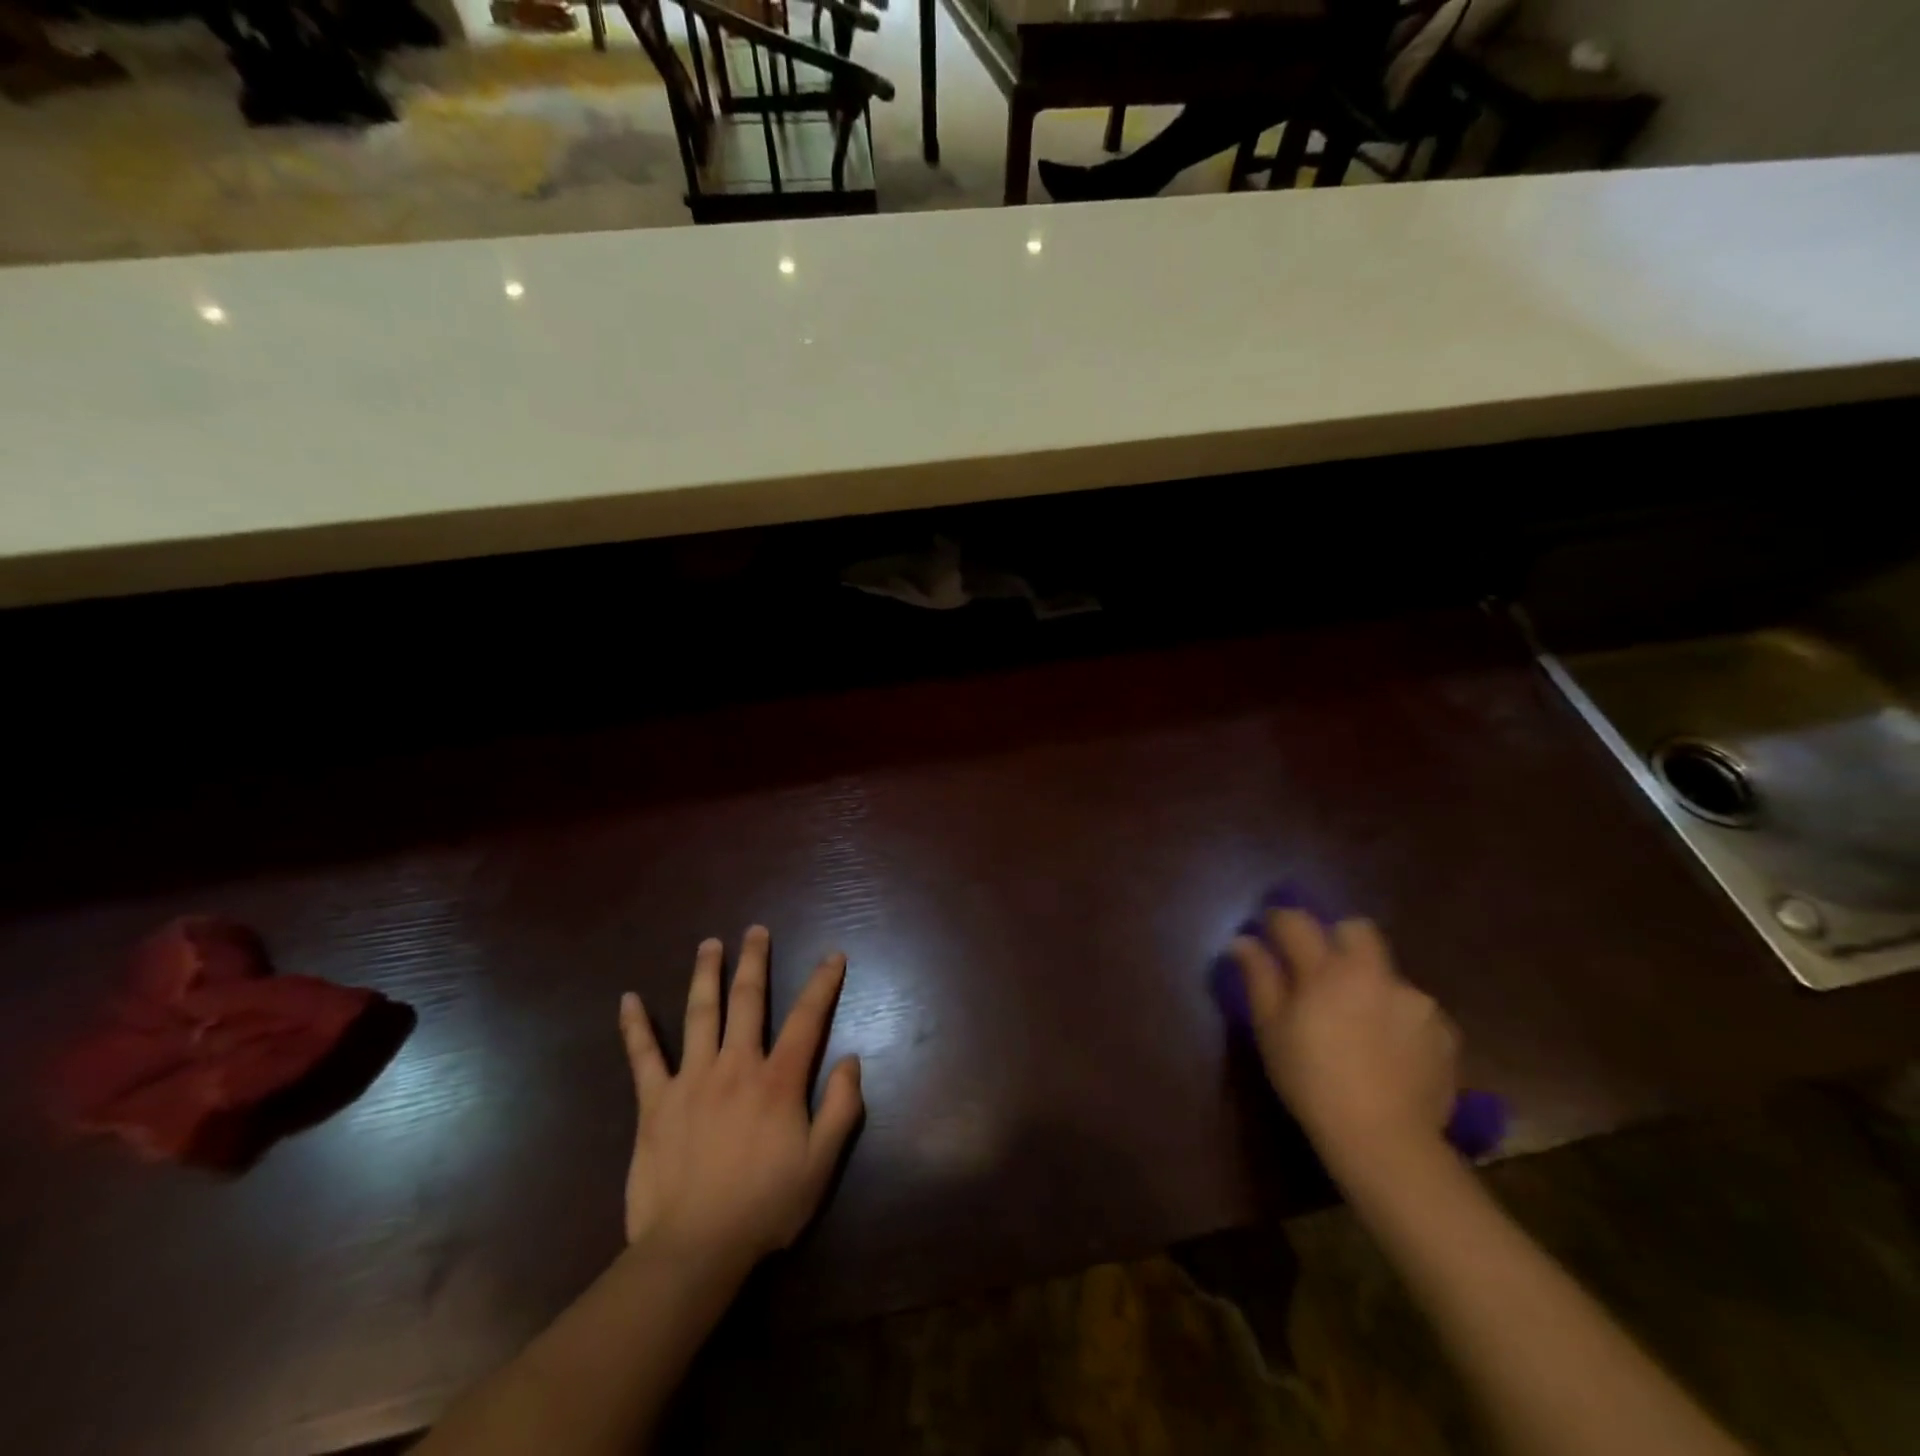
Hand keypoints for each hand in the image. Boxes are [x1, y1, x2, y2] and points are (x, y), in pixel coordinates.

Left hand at [618, 926, 863, 1274]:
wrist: (694, 1248)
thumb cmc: (764, 1207)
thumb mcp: (821, 1163)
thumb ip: (841, 1107)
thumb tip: (850, 1059)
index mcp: (778, 1080)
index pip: (807, 1018)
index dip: (823, 983)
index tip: (833, 956)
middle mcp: (736, 1065)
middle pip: (747, 1000)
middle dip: (754, 961)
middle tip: (756, 930)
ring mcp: (691, 1079)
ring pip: (700, 1013)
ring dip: (706, 974)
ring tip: (709, 943)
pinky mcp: (655, 1102)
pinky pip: (643, 1057)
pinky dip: (635, 1027)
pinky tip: (628, 1000)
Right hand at [1230, 909, 1457, 1171]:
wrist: (1384, 1139)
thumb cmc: (1312, 1080)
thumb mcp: (1271, 1030)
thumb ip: (1259, 978)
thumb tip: (1242, 941)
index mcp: (1326, 969)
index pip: (1298, 922)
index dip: (1279, 920)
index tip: (1269, 930)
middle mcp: (1374, 973)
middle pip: (1356, 930)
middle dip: (1336, 938)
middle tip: (1321, 970)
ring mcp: (1415, 1000)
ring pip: (1386, 973)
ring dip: (1369, 984)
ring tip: (1359, 1023)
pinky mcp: (1444, 1031)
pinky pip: (1413, 1009)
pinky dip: (1398, 1018)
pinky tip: (1389, 1050)